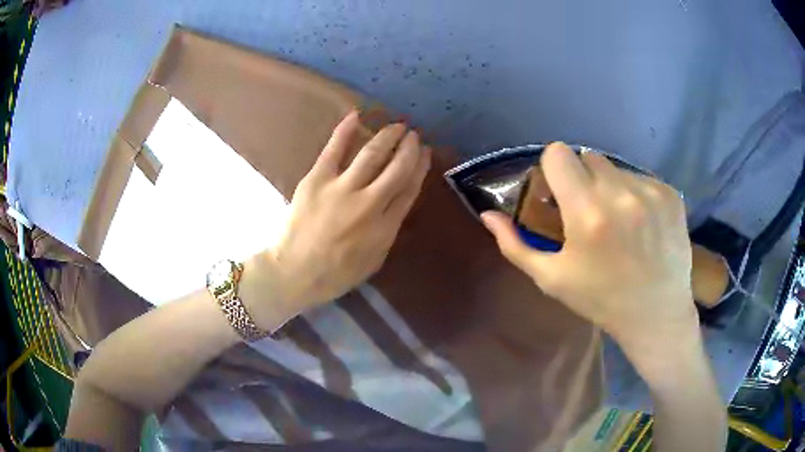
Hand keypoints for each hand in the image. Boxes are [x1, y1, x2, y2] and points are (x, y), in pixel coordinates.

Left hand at [242, 112, 430, 325]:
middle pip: (397, 168)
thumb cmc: (336, 273)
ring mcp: (342, 189)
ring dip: (387, 136)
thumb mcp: (374, 260)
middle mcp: (369, 204)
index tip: (425, 153)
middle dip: (408, 148)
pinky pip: (334, 149)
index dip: (420, 167)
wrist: (294, 272)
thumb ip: (389, 230)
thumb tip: (398, 202)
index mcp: (385, 227)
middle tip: (413, 135)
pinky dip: (346, 130)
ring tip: (396, 125)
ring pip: (372, 154)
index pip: (409, 189)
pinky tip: (356, 115)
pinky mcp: (317, 180)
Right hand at [481, 142, 698, 356]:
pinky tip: (642, 224)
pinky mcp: (671, 195)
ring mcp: (650, 191)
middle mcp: (620, 193)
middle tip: (589, 211)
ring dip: (611, 186)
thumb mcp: (552, 279)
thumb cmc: (601, 300)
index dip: (553, 170)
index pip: (558, 153)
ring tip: (619, 221)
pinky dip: (636, 194)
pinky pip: (642, 178)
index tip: (559, 193)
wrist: (656, 314)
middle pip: (587, 157)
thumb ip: (515, 245)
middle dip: (583, 178)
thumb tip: (487, 215)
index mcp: (586, 212)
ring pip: (616, 167)